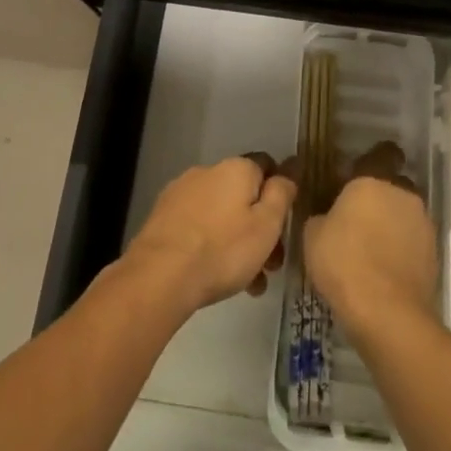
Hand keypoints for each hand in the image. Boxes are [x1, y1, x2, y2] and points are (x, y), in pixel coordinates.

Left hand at [121, 154, 296, 317]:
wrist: (160, 275)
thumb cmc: (223, 250)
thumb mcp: (266, 225)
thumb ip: (282, 194)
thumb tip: (290, 168)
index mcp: (236, 168)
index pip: (267, 166)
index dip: (279, 193)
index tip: (284, 226)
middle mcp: (208, 170)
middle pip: (243, 194)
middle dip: (259, 227)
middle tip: (269, 267)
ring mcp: (182, 191)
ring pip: (221, 213)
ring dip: (236, 241)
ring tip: (246, 284)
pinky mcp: (163, 215)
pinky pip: (198, 225)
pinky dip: (210, 243)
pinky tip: (214, 275)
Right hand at [304, 142, 438, 338]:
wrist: (387, 313)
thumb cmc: (344, 263)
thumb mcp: (312, 235)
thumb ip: (321, 215)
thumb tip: (327, 215)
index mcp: (372, 180)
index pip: (380, 155)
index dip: (372, 162)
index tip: (359, 176)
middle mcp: (402, 194)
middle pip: (393, 187)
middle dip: (381, 198)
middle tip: (360, 219)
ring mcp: (422, 224)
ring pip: (405, 215)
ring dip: (393, 225)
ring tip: (372, 250)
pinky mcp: (434, 254)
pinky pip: (414, 242)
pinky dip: (403, 250)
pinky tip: (386, 270)